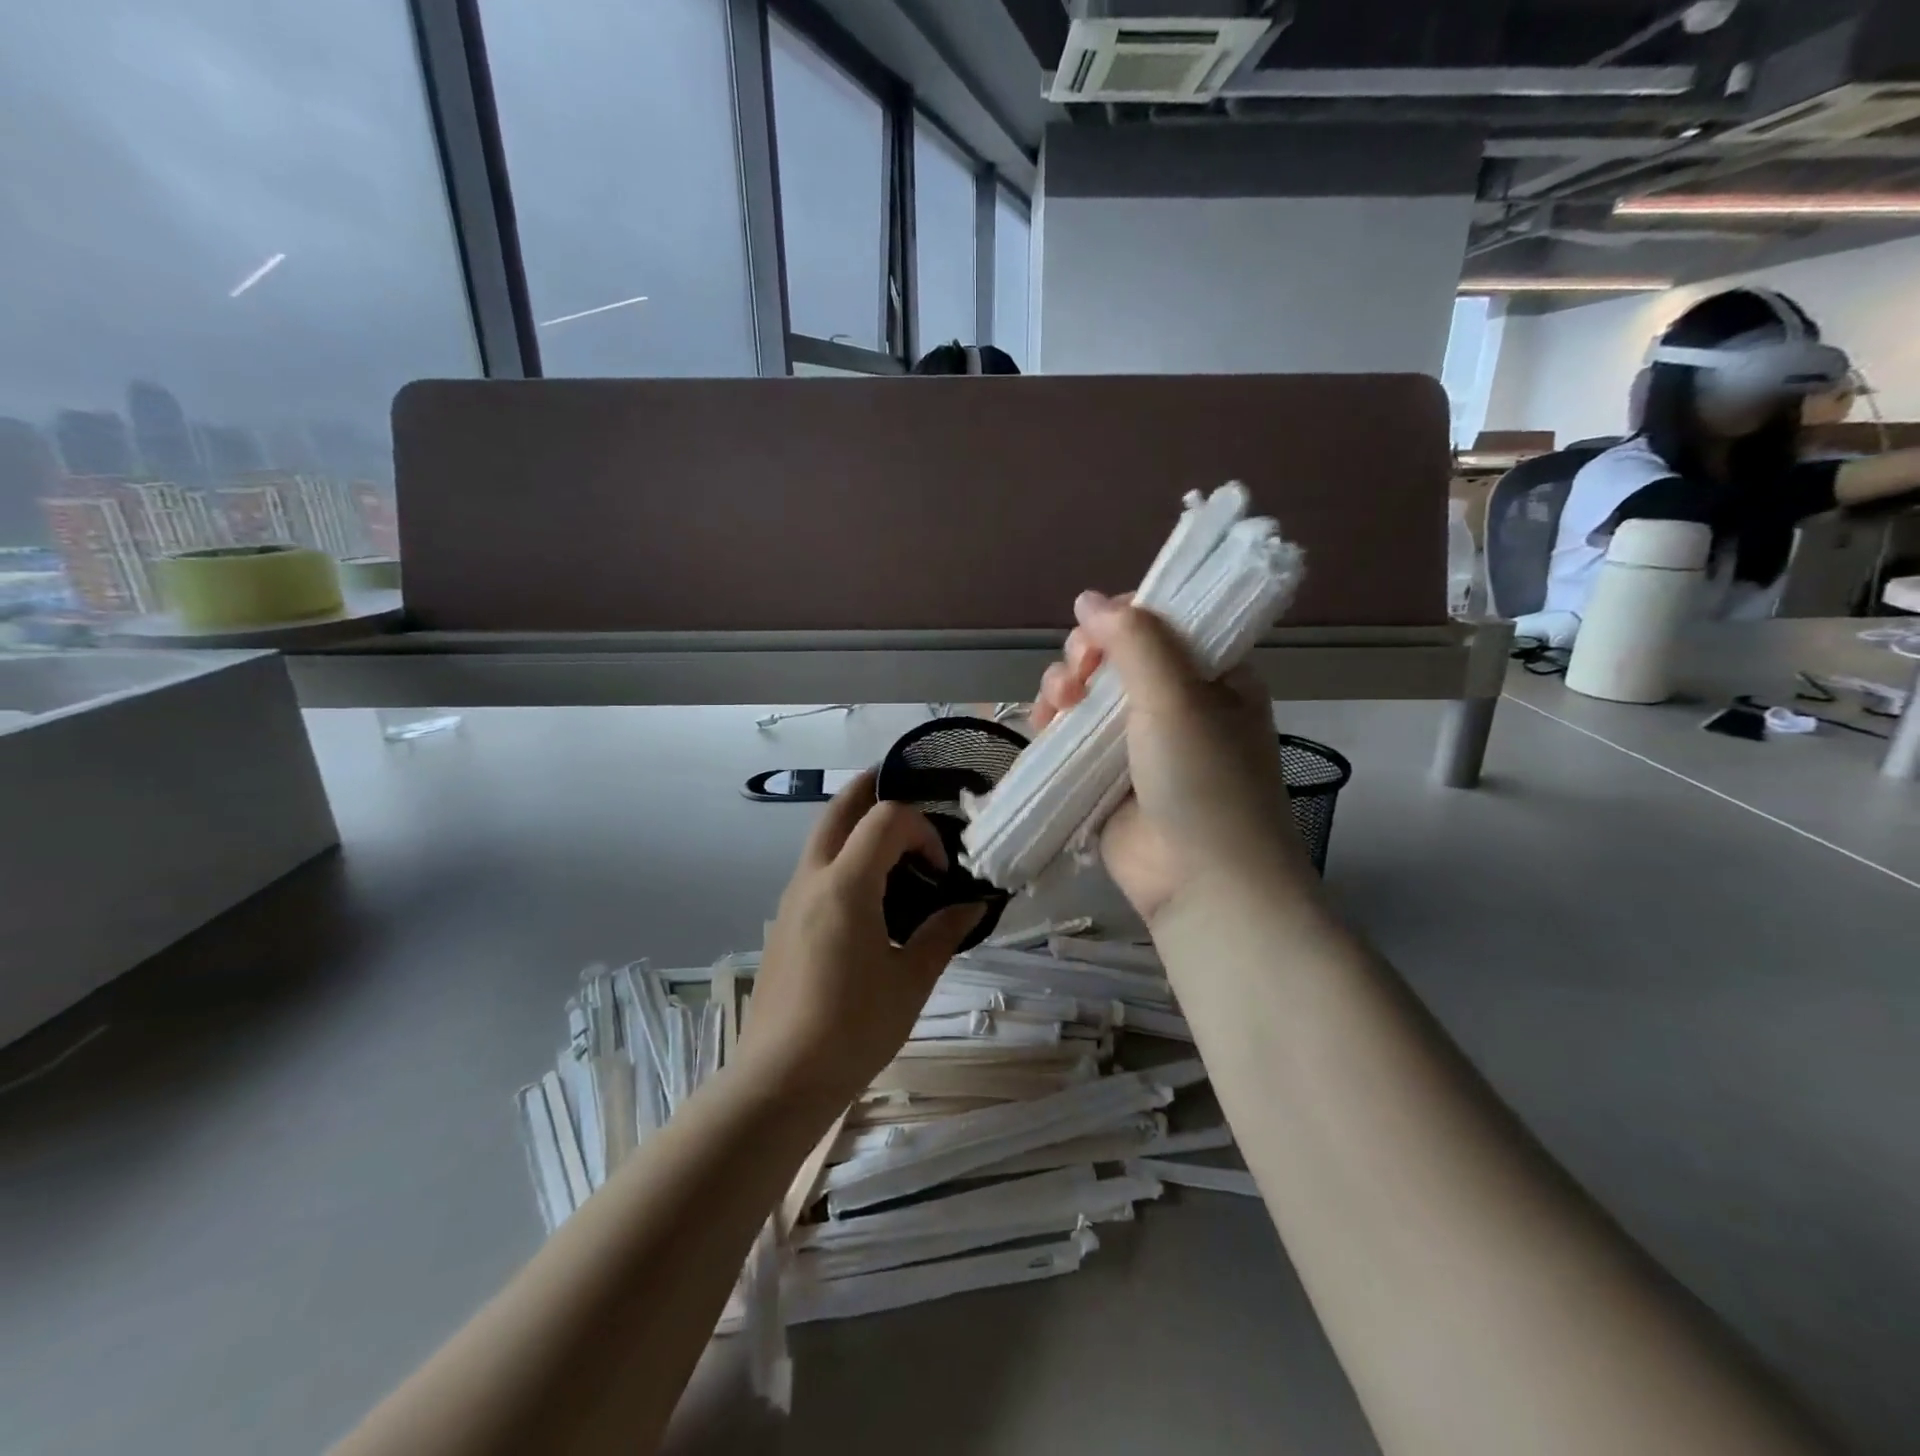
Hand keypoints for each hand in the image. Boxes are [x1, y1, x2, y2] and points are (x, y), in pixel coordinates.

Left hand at [739, 770, 982, 1107]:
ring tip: (895, 845)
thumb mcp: (912, 981)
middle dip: (872, 789)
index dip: (921, 830)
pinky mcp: (783, 922)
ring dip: (856, 826)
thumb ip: (943, 933)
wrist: (781, 1079)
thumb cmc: (854, 1028)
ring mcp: (791, 899)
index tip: (941, 871)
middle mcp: (812, 878)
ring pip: (822, 837)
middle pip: (839, 809)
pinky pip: (815, 868)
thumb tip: (971, 905)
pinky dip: (843, 856)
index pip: (886, 819)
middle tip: (908, 789)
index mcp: (846, 885)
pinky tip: (869, 895)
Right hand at [1031, 591, 1312, 925]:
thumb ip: (1135, 640)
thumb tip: (1087, 599)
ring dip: (1064, 689)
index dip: (1123, 617)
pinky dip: (1053, 727)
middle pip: (1117, 657)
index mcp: (1214, 677)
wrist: (1201, 883)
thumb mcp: (1178, 697)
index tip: (1097, 630)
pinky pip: (1072, 738)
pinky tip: (1042, 727)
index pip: (1163, 624)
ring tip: (1056, 705)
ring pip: (1089, 696)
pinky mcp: (1107, 778)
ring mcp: (1140, 744)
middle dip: (1085, 657)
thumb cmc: (1203, 780)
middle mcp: (1178, 705)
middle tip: (1077, 674)